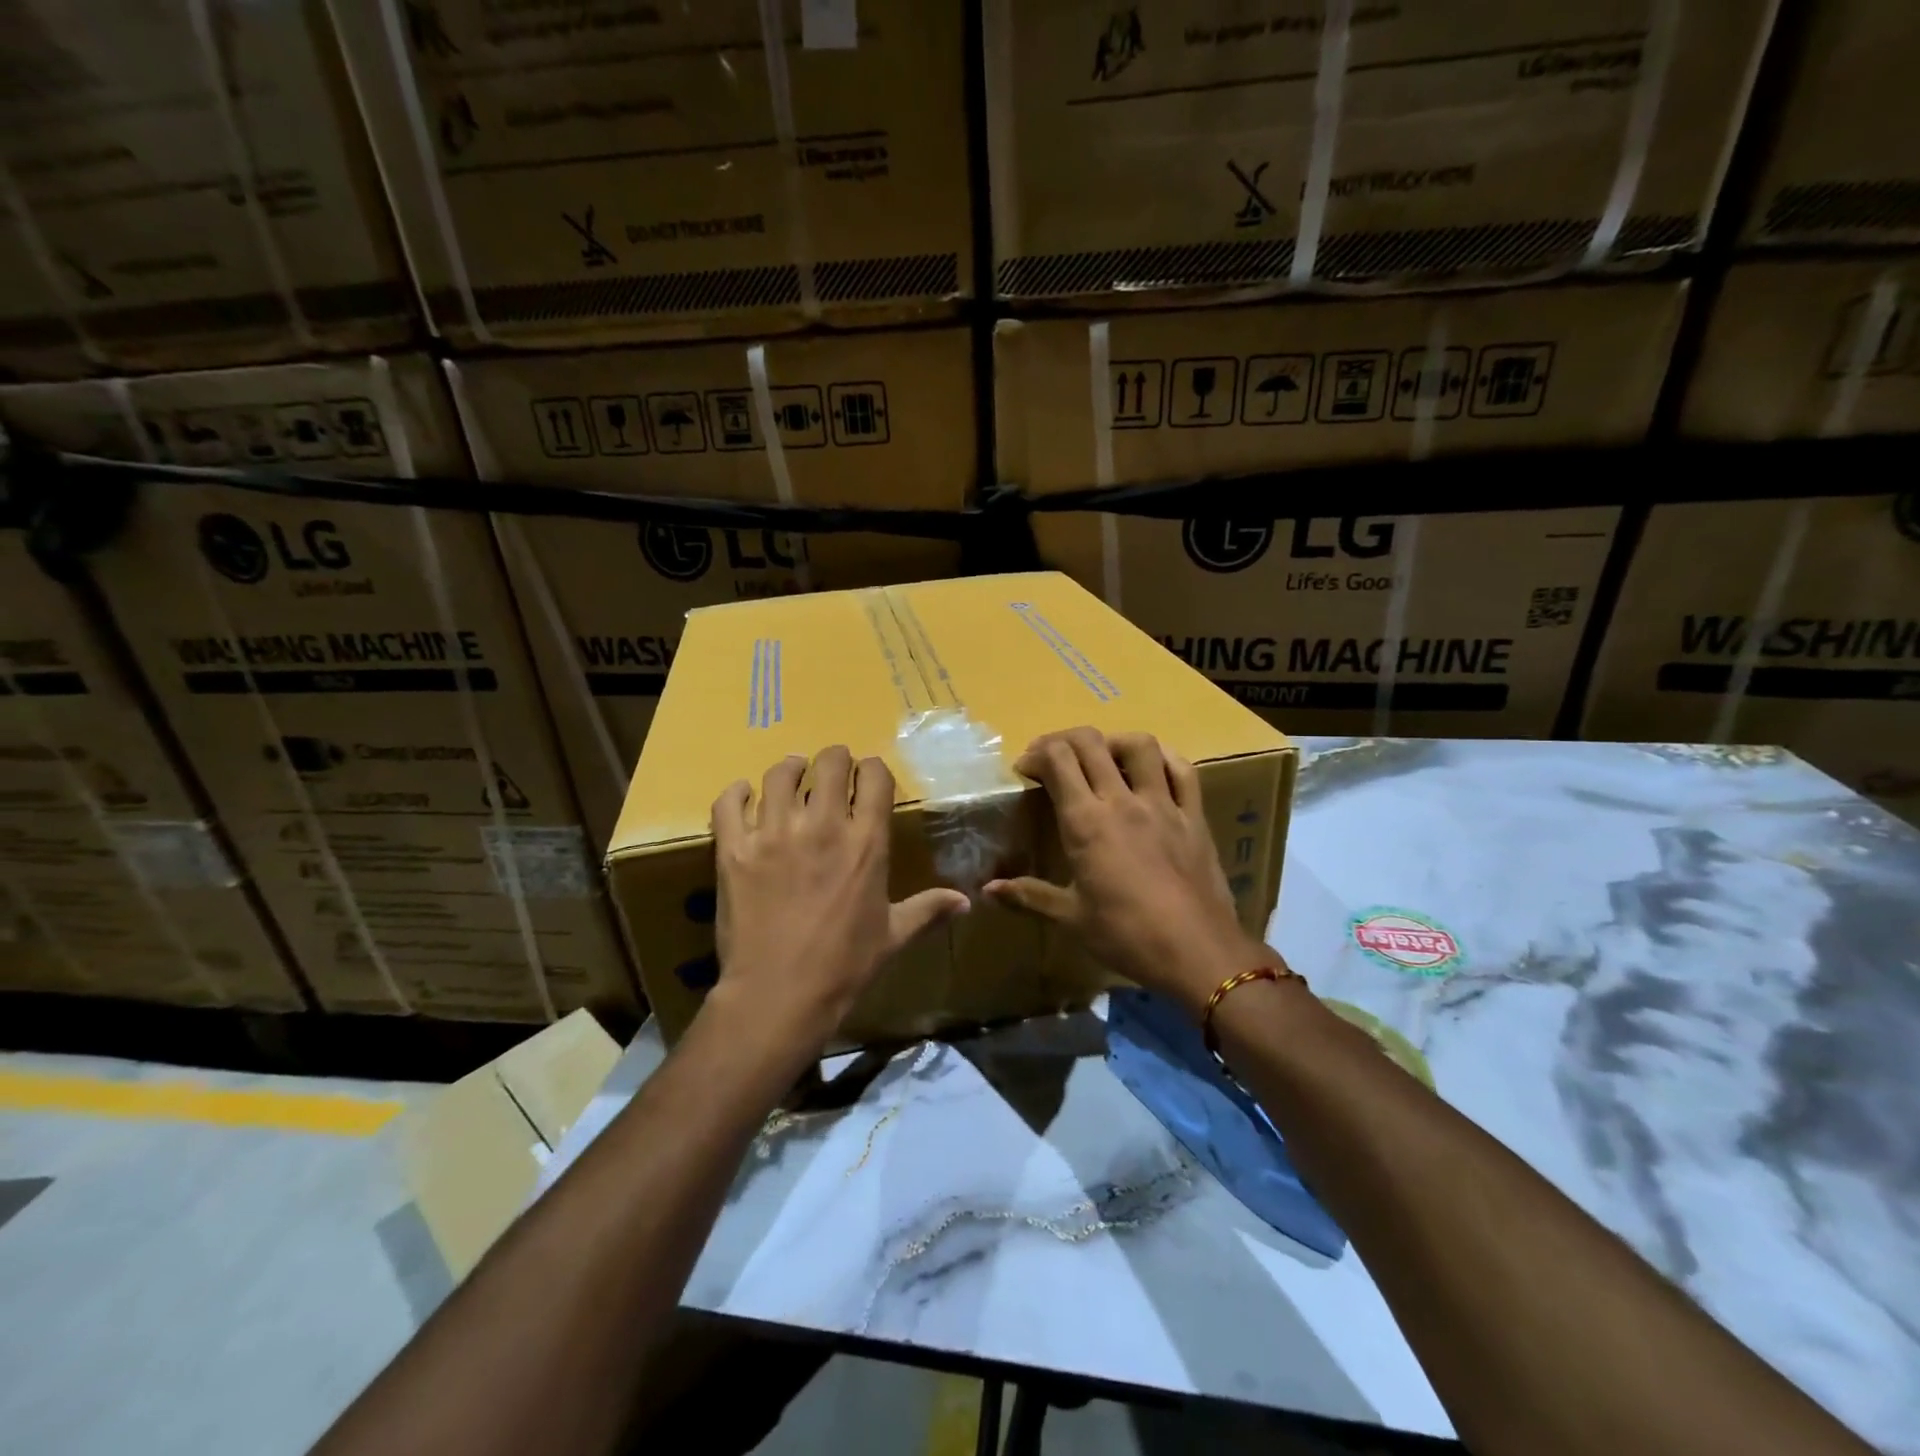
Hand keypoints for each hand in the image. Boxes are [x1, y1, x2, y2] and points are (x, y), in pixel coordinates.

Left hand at [709, 746, 968, 1054]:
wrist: (778, 995)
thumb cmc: (844, 966)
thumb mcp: (893, 935)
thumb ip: (928, 909)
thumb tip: (967, 902)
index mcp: (866, 842)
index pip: (874, 776)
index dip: (873, 769)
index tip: (868, 777)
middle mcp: (822, 825)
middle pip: (829, 762)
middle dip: (834, 760)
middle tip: (831, 772)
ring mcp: (774, 833)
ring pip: (780, 775)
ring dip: (790, 770)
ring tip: (793, 777)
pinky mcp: (734, 849)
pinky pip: (729, 802)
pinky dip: (737, 793)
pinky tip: (745, 797)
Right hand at [986, 728, 1272, 1015]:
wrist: (1197, 953)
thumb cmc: (1126, 936)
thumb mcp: (1071, 918)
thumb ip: (1028, 895)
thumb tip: (988, 890)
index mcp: (1086, 822)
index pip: (1057, 760)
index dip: (1036, 754)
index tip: (1026, 771)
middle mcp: (1122, 801)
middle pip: (1090, 742)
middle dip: (1063, 740)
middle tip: (1052, 760)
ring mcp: (1163, 804)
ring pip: (1139, 745)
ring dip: (1113, 742)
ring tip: (1101, 758)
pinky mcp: (1194, 816)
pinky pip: (1183, 770)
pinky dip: (1164, 758)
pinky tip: (1151, 768)